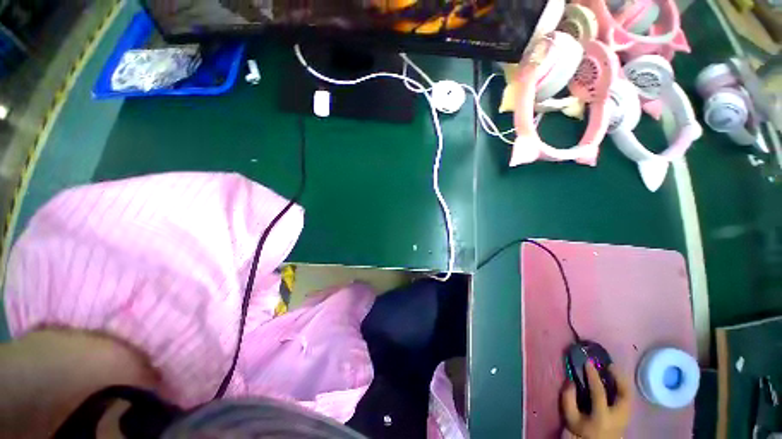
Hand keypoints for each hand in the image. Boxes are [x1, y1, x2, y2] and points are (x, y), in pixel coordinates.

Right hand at [560, 363, 631, 438]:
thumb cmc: (580, 432)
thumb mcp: (570, 417)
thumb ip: (568, 399)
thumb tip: (570, 381)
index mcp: (602, 416)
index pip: (600, 392)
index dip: (593, 376)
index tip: (588, 362)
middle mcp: (618, 417)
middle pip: (625, 395)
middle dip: (619, 378)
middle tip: (609, 365)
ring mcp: (625, 418)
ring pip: (629, 397)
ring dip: (623, 382)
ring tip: (614, 371)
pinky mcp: (627, 419)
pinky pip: (628, 400)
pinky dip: (623, 389)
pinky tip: (616, 384)